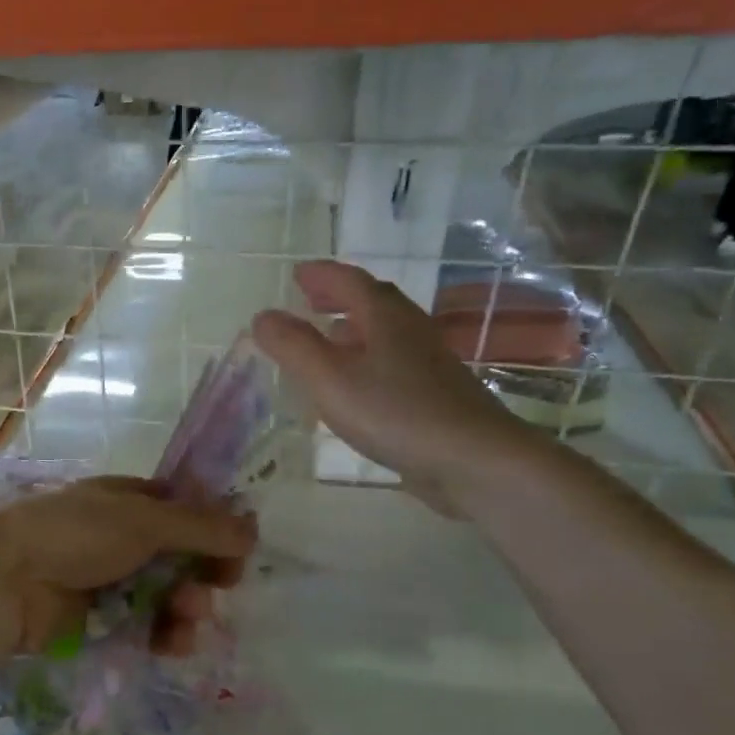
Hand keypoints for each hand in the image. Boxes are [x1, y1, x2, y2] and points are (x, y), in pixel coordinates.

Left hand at [0, 477, 255, 654]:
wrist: (8, 583)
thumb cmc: (76, 536)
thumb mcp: (144, 521)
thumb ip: (202, 527)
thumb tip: (253, 529)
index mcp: (129, 500)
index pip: (186, 510)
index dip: (215, 529)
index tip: (238, 551)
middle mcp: (123, 536)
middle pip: (182, 556)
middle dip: (204, 573)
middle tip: (218, 586)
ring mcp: (112, 579)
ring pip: (168, 594)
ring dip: (187, 607)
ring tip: (185, 618)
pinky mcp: (102, 620)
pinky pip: (147, 625)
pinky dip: (163, 633)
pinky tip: (170, 643)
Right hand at [252, 260, 523, 488]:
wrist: (472, 459)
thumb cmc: (395, 412)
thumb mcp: (330, 378)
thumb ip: (293, 346)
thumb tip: (263, 316)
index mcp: (384, 317)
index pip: (349, 281)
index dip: (321, 275)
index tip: (298, 275)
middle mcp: (410, 331)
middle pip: (372, 303)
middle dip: (339, 297)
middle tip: (310, 299)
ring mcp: (428, 363)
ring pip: (385, 334)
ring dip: (354, 329)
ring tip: (329, 338)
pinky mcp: (435, 395)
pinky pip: (393, 363)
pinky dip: (368, 360)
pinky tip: (359, 386)